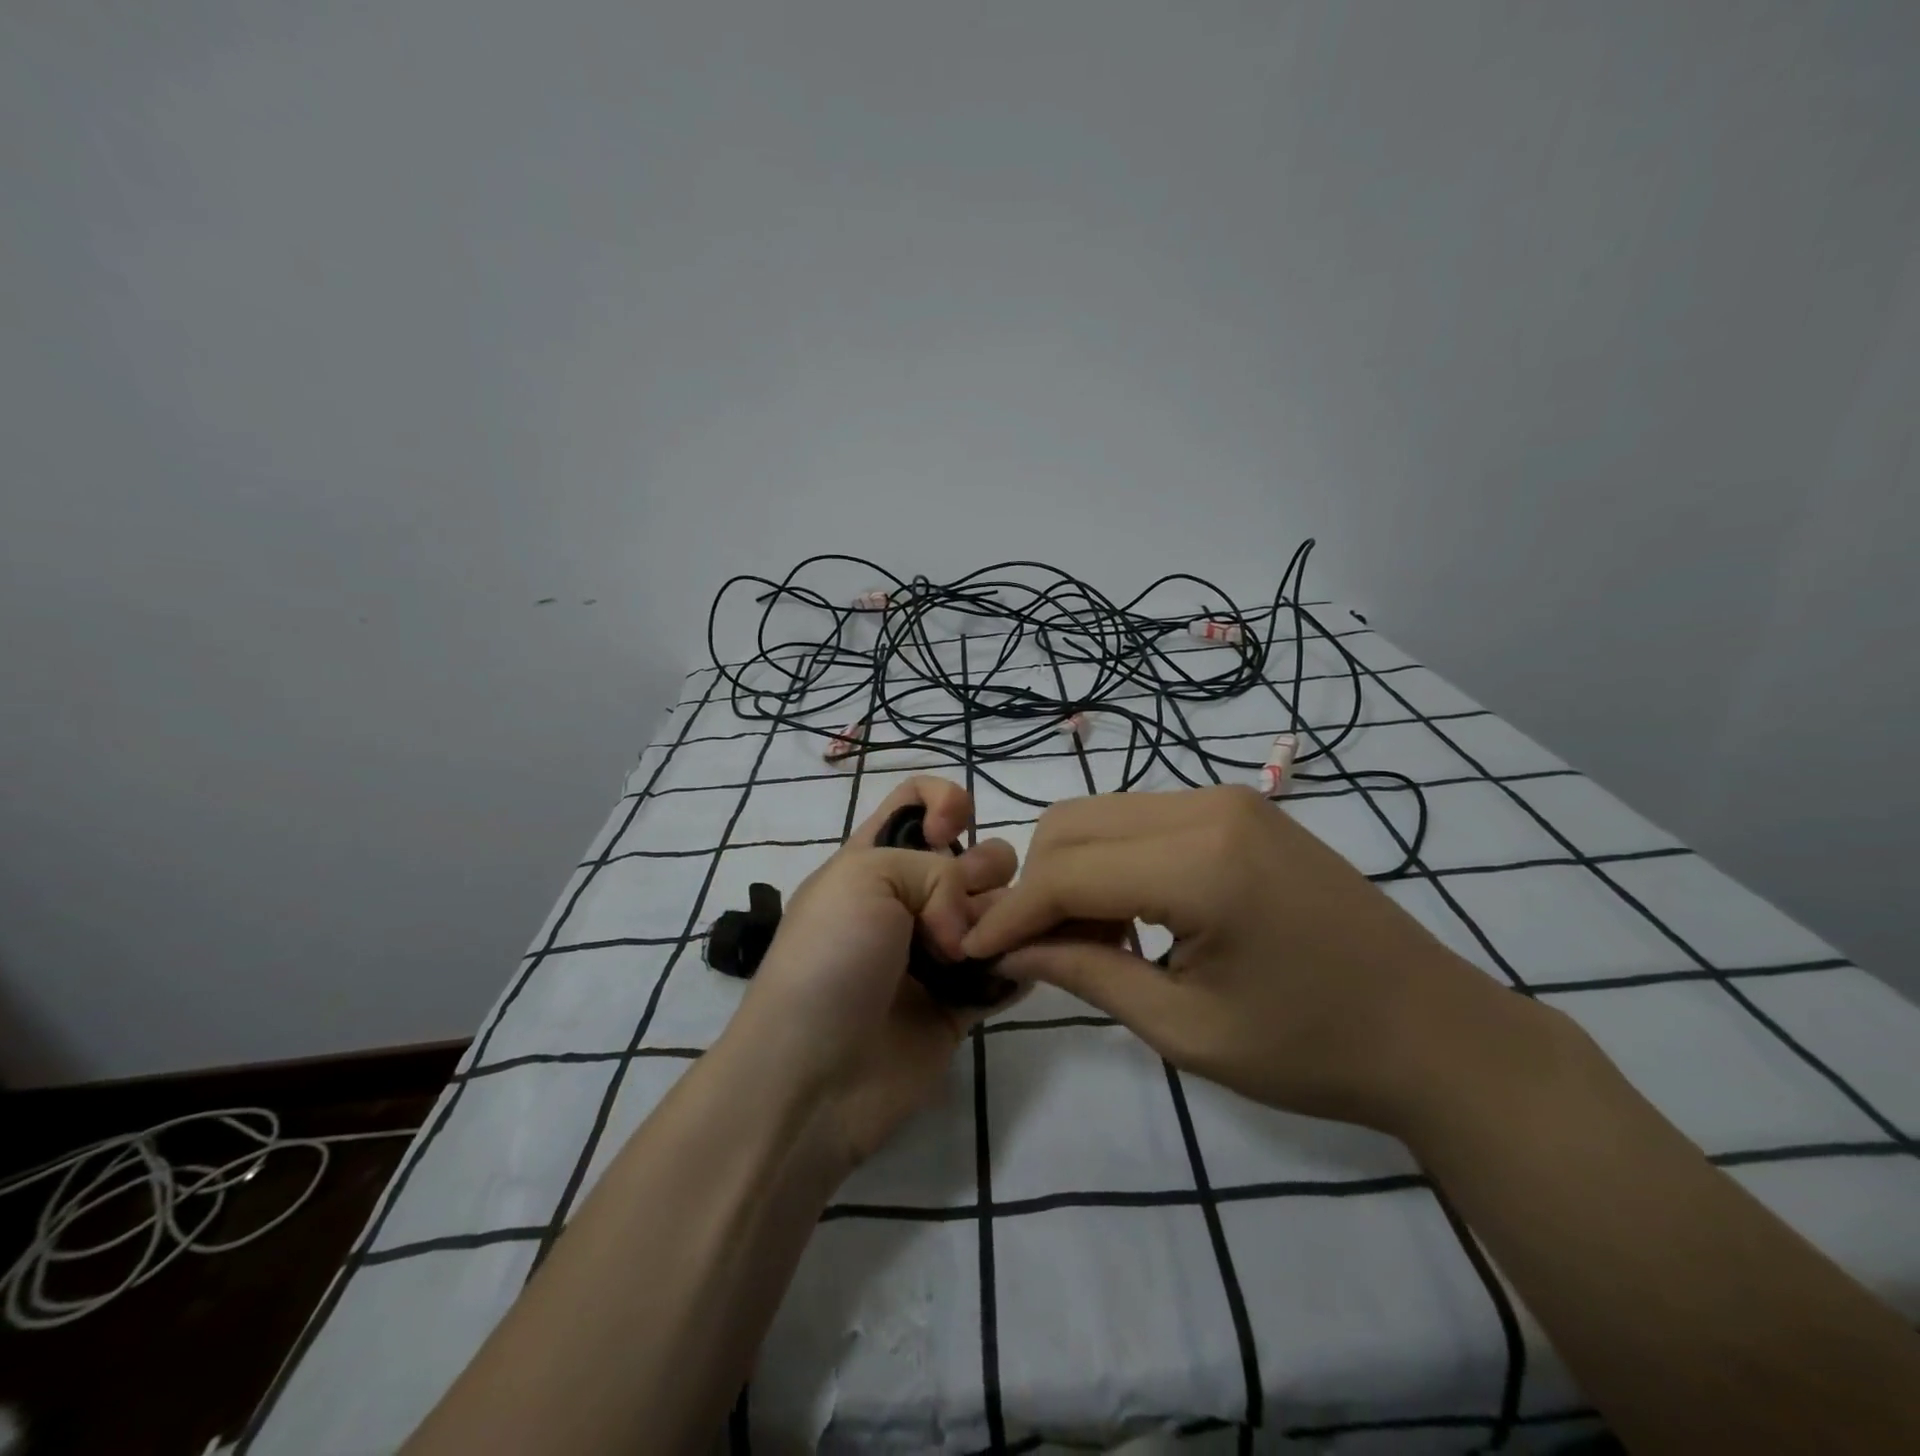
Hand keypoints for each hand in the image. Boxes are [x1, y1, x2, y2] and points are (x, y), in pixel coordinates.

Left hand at [724, 775, 1017, 1167]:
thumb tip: (966, 932)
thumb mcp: (864, 876)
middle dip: (985, 868)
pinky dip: (1021, 964)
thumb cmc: (829, 959)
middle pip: (974, 856)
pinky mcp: (961, 1003)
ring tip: (990, 947)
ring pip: (1000, 911)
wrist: (812, 1076)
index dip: (945, 801)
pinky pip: (1008, 970)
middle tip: (963, 910)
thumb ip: (935, 871)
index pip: (919, 801)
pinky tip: (1014, 970)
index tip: (950, 831)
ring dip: (1009, 917)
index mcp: (876, 859)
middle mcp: (909, 900)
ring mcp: (937, 953)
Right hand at [961, 785, 1516, 1132]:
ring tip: (1086, 940)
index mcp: (1201, 863)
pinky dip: (1113, 861)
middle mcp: (1208, 806)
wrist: (1437, 1033)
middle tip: (1039, 953)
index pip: (1068, 872)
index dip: (1012, 912)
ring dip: (1073, 871)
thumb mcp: (1185, 1029)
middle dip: (1036, 884)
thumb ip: (1087, 975)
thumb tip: (1008, 949)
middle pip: (1074, 824)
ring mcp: (1228, 800)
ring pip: (1104, 815)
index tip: (973, 950)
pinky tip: (1130, 916)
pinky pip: (1143, 820)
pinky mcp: (1240, 809)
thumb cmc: (1314, 1050)